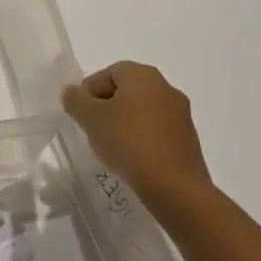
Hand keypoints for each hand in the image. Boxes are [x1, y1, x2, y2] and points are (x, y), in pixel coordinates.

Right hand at [62, 61, 212, 206]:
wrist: (175, 187)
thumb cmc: (128, 142)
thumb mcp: (90, 119)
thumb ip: (75, 100)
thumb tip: (72, 92)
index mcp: (143, 75)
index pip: (108, 73)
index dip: (89, 91)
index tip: (81, 115)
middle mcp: (166, 87)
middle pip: (126, 91)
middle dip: (106, 107)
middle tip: (92, 129)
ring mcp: (181, 114)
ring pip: (141, 111)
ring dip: (124, 124)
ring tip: (111, 147)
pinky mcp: (188, 140)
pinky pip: (156, 131)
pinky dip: (141, 139)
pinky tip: (132, 159)